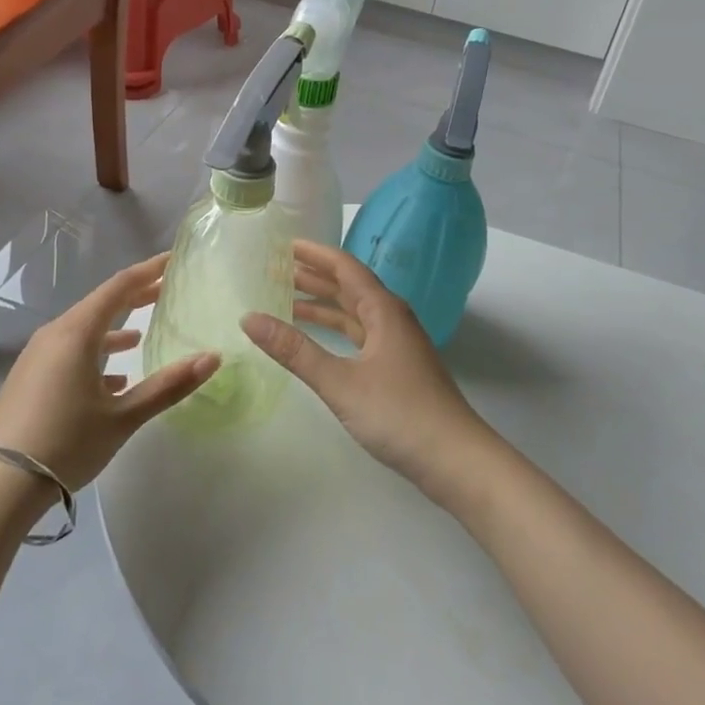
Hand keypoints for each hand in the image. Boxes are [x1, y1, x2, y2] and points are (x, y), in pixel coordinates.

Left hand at [0, 253, 218, 493]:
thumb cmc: (65, 442)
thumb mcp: (122, 417)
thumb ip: (168, 386)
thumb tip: (212, 358)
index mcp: (77, 332)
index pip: (119, 287)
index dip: (148, 271)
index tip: (173, 261)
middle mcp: (55, 334)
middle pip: (100, 304)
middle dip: (134, 297)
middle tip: (165, 291)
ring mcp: (37, 357)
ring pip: (83, 330)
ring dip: (113, 329)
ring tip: (140, 335)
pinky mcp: (29, 379)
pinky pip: (68, 352)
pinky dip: (94, 354)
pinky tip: (113, 379)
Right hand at [240, 241, 496, 497]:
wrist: (456, 460)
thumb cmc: (399, 413)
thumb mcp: (340, 382)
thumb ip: (295, 350)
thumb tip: (249, 318)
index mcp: (383, 310)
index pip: (345, 268)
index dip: (314, 254)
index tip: (284, 244)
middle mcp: (391, 319)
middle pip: (348, 287)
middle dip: (313, 277)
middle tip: (275, 269)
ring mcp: (396, 344)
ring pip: (354, 313)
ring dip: (322, 305)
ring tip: (286, 300)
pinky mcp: (397, 368)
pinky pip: (359, 335)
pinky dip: (335, 330)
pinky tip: (317, 338)